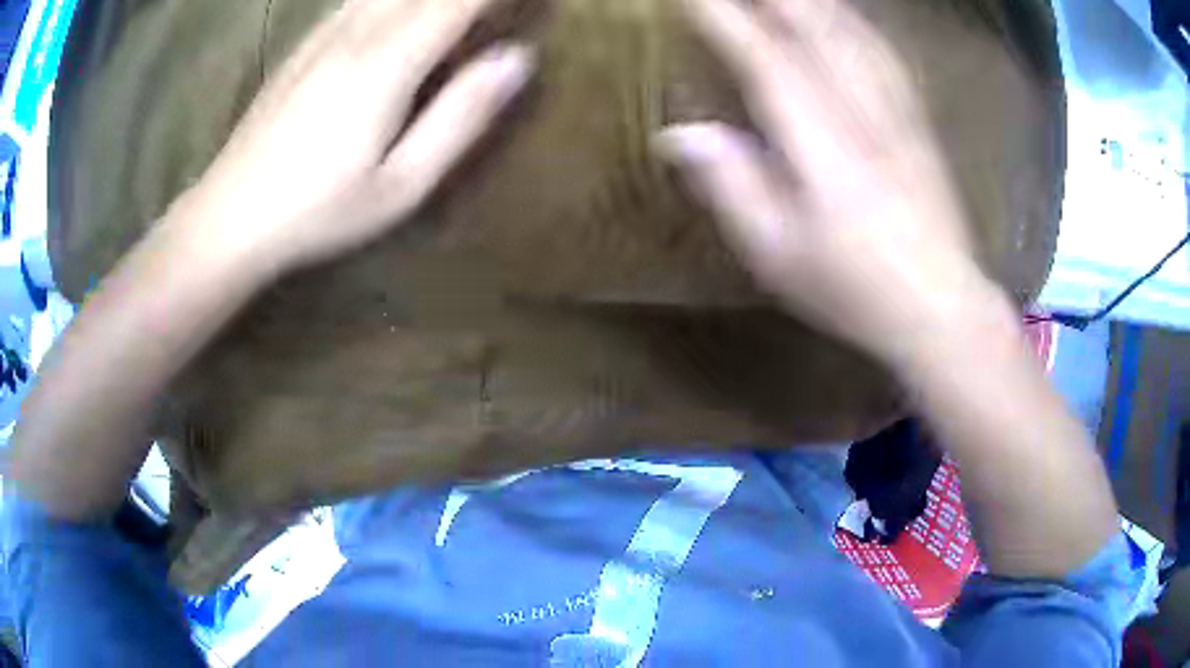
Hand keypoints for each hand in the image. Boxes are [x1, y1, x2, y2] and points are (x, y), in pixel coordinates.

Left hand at [171, 0, 534, 274]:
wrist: (230, 215)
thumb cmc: (319, 211)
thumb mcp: (402, 184)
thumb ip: (460, 117)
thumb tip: (516, 59)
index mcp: (387, 64)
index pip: (458, 1)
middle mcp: (357, 33)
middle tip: (493, 7)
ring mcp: (325, 34)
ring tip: (455, 10)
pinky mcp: (305, 44)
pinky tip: (400, 10)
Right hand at [657, 0, 997, 364]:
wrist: (940, 306)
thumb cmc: (852, 287)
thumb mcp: (776, 252)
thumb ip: (729, 185)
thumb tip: (677, 134)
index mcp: (818, 141)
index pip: (763, 58)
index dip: (724, 19)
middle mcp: (859, 110)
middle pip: (814, 27)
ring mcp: (895, 111)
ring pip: (852, 31)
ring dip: (816, 1)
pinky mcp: (917, 122)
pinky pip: (884, 53)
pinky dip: (857, 23)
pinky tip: (846, 15)